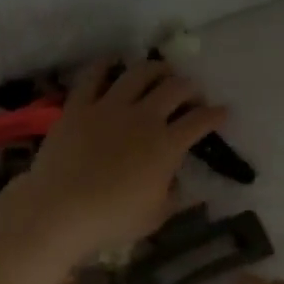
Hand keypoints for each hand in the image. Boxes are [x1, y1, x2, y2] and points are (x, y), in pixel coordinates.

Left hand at [18, 57, 227, 256]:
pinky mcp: (79, 106)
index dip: (216, 115)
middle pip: (174, 88)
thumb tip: (177, 183)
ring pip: (139, 73)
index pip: (200, 121)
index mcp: (167, 146)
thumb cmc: (113, 219)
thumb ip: (172, 196)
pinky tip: (112, 64)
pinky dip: (106, 66)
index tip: (222, 112)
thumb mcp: (155, 216)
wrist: (62, 208)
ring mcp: (109, 107)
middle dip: (189, 87)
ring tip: (160, 72)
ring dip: (156, 69)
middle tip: (191, 93)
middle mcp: (144, 117)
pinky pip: (94, 75)